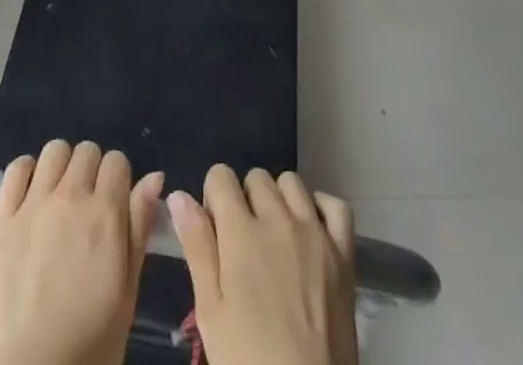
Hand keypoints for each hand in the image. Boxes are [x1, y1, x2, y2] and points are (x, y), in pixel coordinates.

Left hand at [0, 140, 163, 364]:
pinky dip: (26, 174)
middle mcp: (70, 197)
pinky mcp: (2, 218)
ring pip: (53, 151)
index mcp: (105, 213)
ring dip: (60, 168)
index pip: (117, 161)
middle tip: (86, 207)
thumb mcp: (127, 289)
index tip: (113, 205)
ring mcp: (33, 205)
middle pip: (86, 151)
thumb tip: (154, 177)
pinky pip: (16, 169)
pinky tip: (30, 197)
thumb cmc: (91, 341)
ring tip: (57, 199)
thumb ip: (139, 227)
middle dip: (91, 172)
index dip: (118, 180)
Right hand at [167, 165, 356, 364]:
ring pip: (291, 183)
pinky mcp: (343, 252)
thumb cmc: (247, 359)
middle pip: (255, 177)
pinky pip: (334, 205)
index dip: (214, 198)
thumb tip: (179, 195)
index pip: (220, 176)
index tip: (216, 229)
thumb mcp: (210, 312)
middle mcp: (278, 219)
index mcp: (241, 232)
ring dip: (279, 200)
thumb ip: (196, 246)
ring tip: (276, 239)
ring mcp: (315, 232)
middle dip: (245, 200)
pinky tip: (311, 231)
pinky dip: (321, 209)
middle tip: (245, 243)